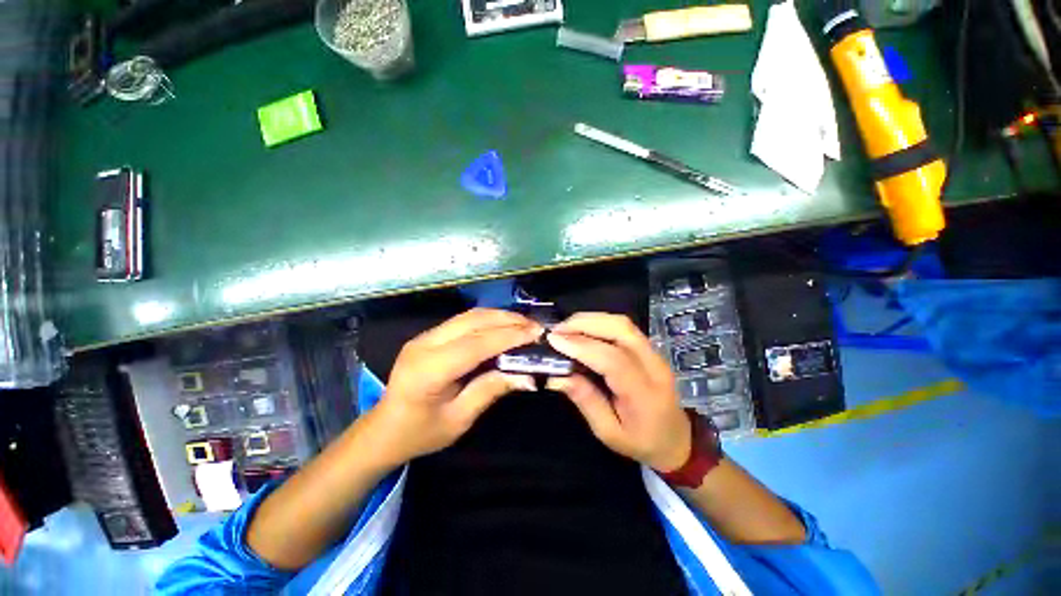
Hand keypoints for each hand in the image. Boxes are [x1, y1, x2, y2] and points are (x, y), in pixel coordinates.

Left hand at [369, 308, 540, 465]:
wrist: (384, 429)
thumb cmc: (420, 433)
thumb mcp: (459, 419)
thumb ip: (490, 391)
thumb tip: (527, 376)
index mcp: (428, 370)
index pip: (475, 344)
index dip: (508, 336)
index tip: (536, 333)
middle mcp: (424, 345)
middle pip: (473, 322)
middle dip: (508, 320)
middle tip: (535, 327)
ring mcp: (424, 336)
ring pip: (469, 316)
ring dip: (499, 316)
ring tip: (524, 324)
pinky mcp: (429, 335)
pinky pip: (463, 320)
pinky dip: (488, 320)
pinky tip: (504, 326)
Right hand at [545, 313, 691, 471]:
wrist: (677, 439)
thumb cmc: (641, 441)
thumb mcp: (609, 432)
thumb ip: (585, 401)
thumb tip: (557, 376)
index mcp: (645, 394)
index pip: (613, 360)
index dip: (582, 346)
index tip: (553, 340)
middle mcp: (654, 366)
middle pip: (621, 329)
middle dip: (585, 323)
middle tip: (557, 330)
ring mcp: (654, 353)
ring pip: (622, 323)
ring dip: (591, 320)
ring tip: (566, 328)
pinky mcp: (649, 348)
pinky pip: (623, 327)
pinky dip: (599, 323)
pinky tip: (582, 330)